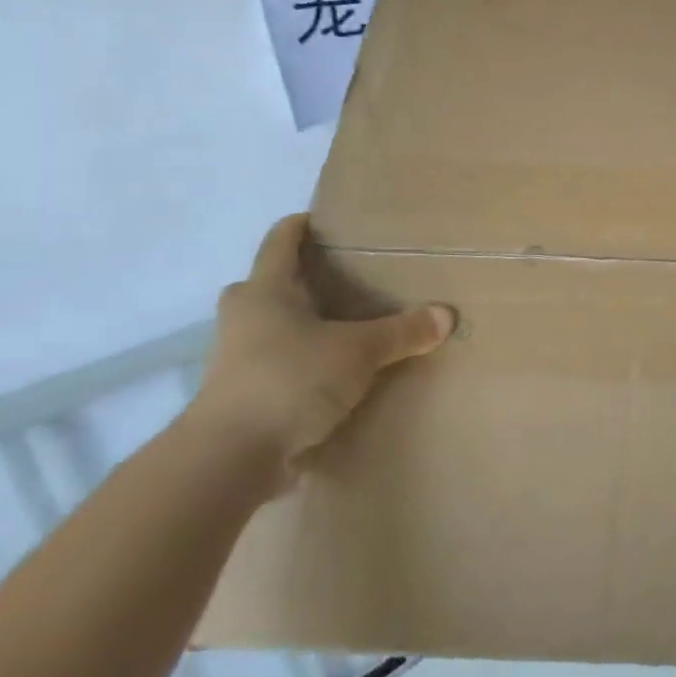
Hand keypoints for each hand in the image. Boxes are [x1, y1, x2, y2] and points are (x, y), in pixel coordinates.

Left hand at [186, 214, 455, 482]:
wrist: (229, 457)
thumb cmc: (290, 379)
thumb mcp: (358, 351)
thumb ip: (402, 332)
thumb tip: (446, 315)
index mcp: (265, 292)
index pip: (280, 242)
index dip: (299, 226)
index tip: (321, 218)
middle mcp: (244, 318)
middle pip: (266, 286)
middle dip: (298, 280)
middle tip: (341, 281)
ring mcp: (235, 360)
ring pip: (270, 328)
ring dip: (299, 326)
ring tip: (344, 329)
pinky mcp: (241, 398)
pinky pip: (275, 366)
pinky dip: (300, 364)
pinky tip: (332, 376)